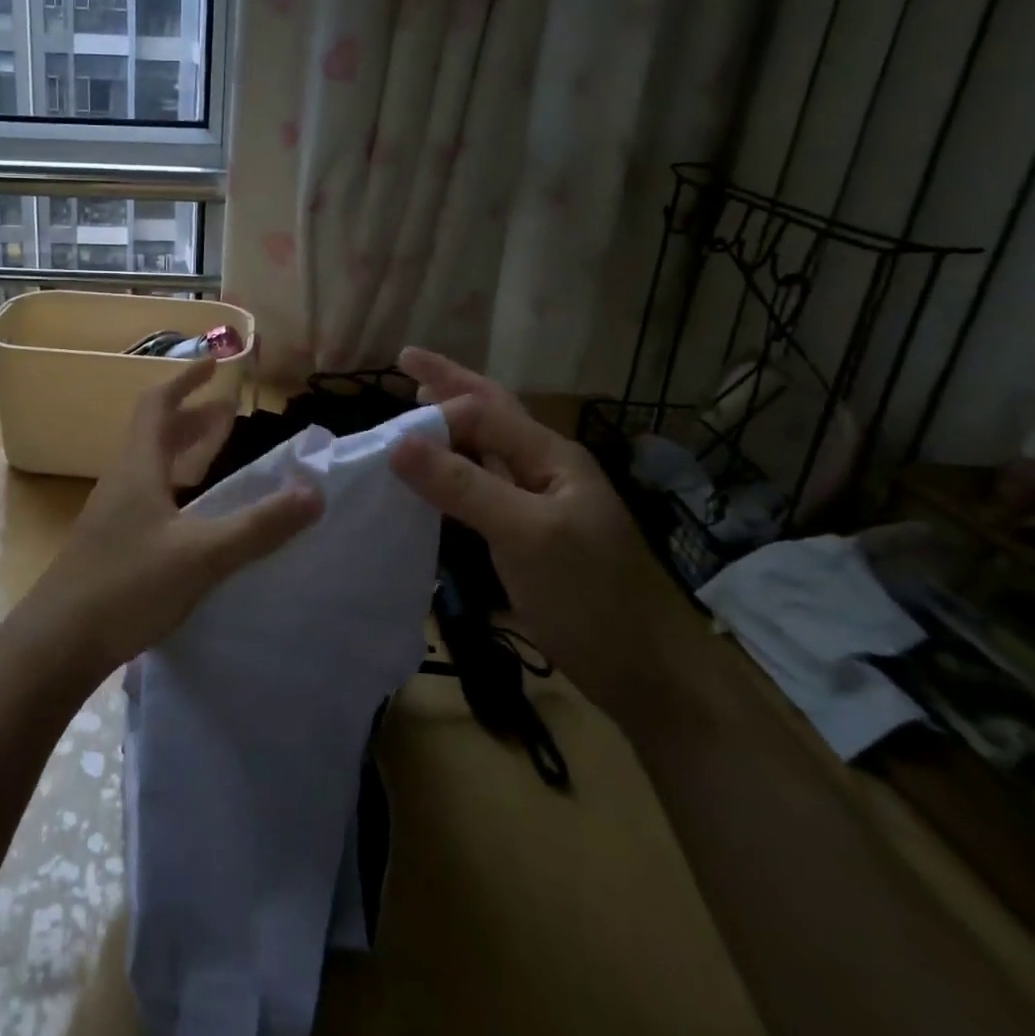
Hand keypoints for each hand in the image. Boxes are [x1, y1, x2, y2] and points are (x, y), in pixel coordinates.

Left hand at [24, 357, 322, 676]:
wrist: (57, 643)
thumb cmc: (127, 586)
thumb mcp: (202, 555)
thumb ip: (259, 525)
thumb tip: (314, 492)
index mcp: (138, 468)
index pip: (158, 405)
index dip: (186, 380)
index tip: (215, 365)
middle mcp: (122, 481)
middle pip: (155, 433)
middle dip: (192, 416)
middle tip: (229, 411)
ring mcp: (113, 514)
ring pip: (152, 466)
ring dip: (184, 450)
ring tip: (217, 452)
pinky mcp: (112, 544)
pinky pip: (150, 496)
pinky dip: (177, 486)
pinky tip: (194, 514)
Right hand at [388, 346, 704, 728]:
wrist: (638, 671)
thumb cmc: (587, 596)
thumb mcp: (524, 534)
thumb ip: (463, 486)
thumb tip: (398, 442)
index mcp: (551, 457)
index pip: (486, 409)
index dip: (442, 393)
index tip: (396, 382)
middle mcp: (544, 469)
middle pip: (490, 414)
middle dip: (450, 385)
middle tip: (407, 363)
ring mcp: (537, 501)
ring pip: (484, 447)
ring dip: (449, 424)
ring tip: (415, 405)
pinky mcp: (526, 532)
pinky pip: (480, 484)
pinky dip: (451, 468)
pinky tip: (432, 474)